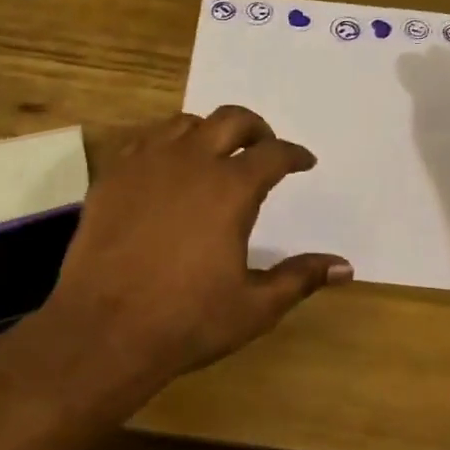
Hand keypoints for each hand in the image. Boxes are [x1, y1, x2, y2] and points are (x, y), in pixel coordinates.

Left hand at [44, 107, 351, 388]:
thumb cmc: (187, 320)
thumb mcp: (254, 307)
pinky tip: (167, 168)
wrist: (104, 330)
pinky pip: (144, 141)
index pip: (273, 154)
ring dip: (209, 131)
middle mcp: (190, 162)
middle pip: (230, 120)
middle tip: (263, 146)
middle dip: (255, 128)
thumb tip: (345, 267)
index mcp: (231, 189)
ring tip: (215, 154)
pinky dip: (166, 144)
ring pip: (184, 124)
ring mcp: (145, 164)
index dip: (294, 154)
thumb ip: (300, 278)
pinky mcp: (112, 177)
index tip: (304, 161)